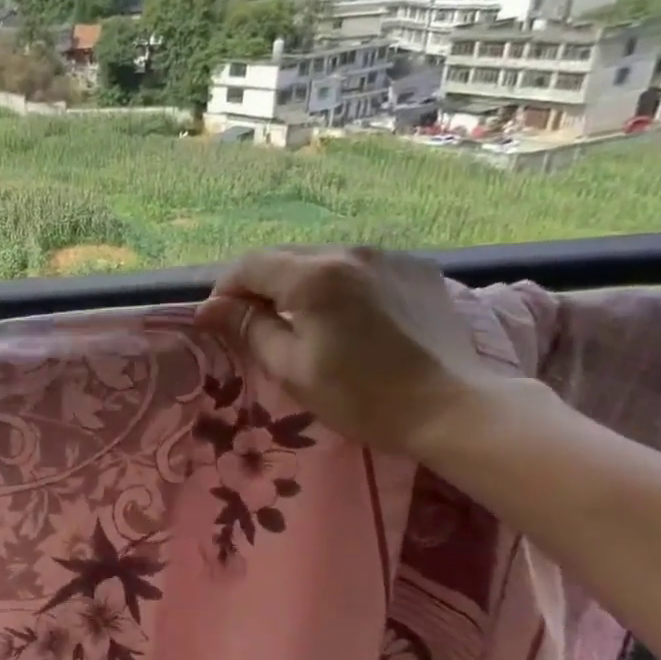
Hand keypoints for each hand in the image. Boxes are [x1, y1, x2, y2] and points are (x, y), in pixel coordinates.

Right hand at [196, 246, 504, 458]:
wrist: (452, 408)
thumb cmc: (360, 395)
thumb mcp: (290, 367)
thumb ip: (248, 328)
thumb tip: (207, 308)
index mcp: (313, 276)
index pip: (249, 265)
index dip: (225, 290)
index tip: (218, 320)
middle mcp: (348, 252)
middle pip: (285, 257)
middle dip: (260, 286)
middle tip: (254, 324)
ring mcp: (388, 256)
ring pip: (322, 260)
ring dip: (300, 284)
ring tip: (302, 321)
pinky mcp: (417, 268)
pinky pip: (360, 268)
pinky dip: (340, 285)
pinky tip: (347, 317)